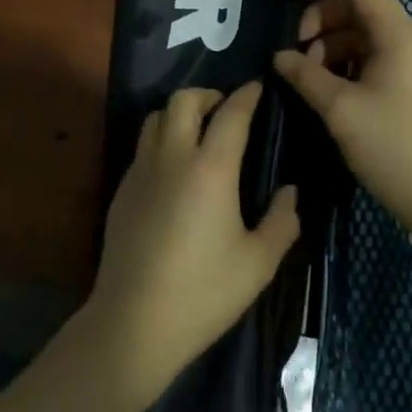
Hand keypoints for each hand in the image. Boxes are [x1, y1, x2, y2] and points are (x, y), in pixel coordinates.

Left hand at [85, 82, 299, 403]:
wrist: (134, 323)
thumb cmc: (204, 293)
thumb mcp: (258, 264)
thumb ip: (282, 222)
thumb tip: (289, 192)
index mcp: (211, 169)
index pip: (230, 113)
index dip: (247, 95)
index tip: (258, 87)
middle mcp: (172, 157)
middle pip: (184, 100)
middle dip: (208, 95)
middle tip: (226, 110)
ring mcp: (141, 171)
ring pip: (156, 117)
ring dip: (180, 114)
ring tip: (198, 133)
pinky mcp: (122, 190)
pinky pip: (143, 147)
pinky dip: (162, 141)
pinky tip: (174, 171)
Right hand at [272, 0, 411, 242]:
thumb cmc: (394, 148)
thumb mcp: (341, 109)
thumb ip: (306, 75)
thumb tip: (280, 56)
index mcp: (399, 35)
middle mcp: (410, 41)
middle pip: (361, 7)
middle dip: (323, 17)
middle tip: (297, 48)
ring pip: (365, 34)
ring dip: (332, 43)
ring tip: (308, 74)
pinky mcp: (411, 88)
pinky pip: (373, 58)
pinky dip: (346, 63)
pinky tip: (327, 88)